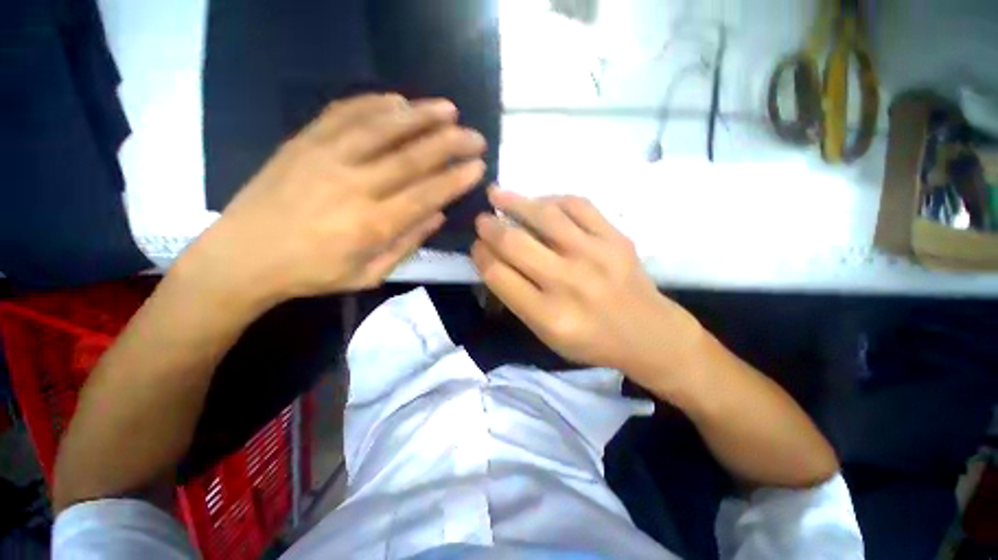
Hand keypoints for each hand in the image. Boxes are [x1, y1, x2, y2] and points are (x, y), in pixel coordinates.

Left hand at [183, 94, 486, 305]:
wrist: (241, 257)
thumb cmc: (311, 274)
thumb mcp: (368, 275)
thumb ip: (406, 245)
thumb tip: (437, 216)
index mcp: (372, 225)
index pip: (427, 195)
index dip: (456, 179)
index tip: (478, 166)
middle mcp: (354, 186)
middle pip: (412, 157)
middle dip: (450, 144)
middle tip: (475, 136)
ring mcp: (326, 158)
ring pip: (382, 128)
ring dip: (420, 115)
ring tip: (448, 109)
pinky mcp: (303, 142)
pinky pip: (344, 114)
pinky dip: (374, 103)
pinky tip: (398, 100)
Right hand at [472, 190, 702, 391]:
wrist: (648, 333)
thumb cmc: (592, 341)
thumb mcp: (547, 335)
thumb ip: (517, 299)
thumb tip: (493, 260)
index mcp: (548, 315)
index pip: (498, 275)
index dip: (480, 256)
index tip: (476, 247)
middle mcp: (568, 282)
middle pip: (514, 243)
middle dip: (489, 227)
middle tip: (482, 220)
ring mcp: (595, 255)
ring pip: (544, 215)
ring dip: (514, 201)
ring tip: (496, 194)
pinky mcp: (616, 237)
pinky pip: (577, 205)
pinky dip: (553, 200)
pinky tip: (541, 202)